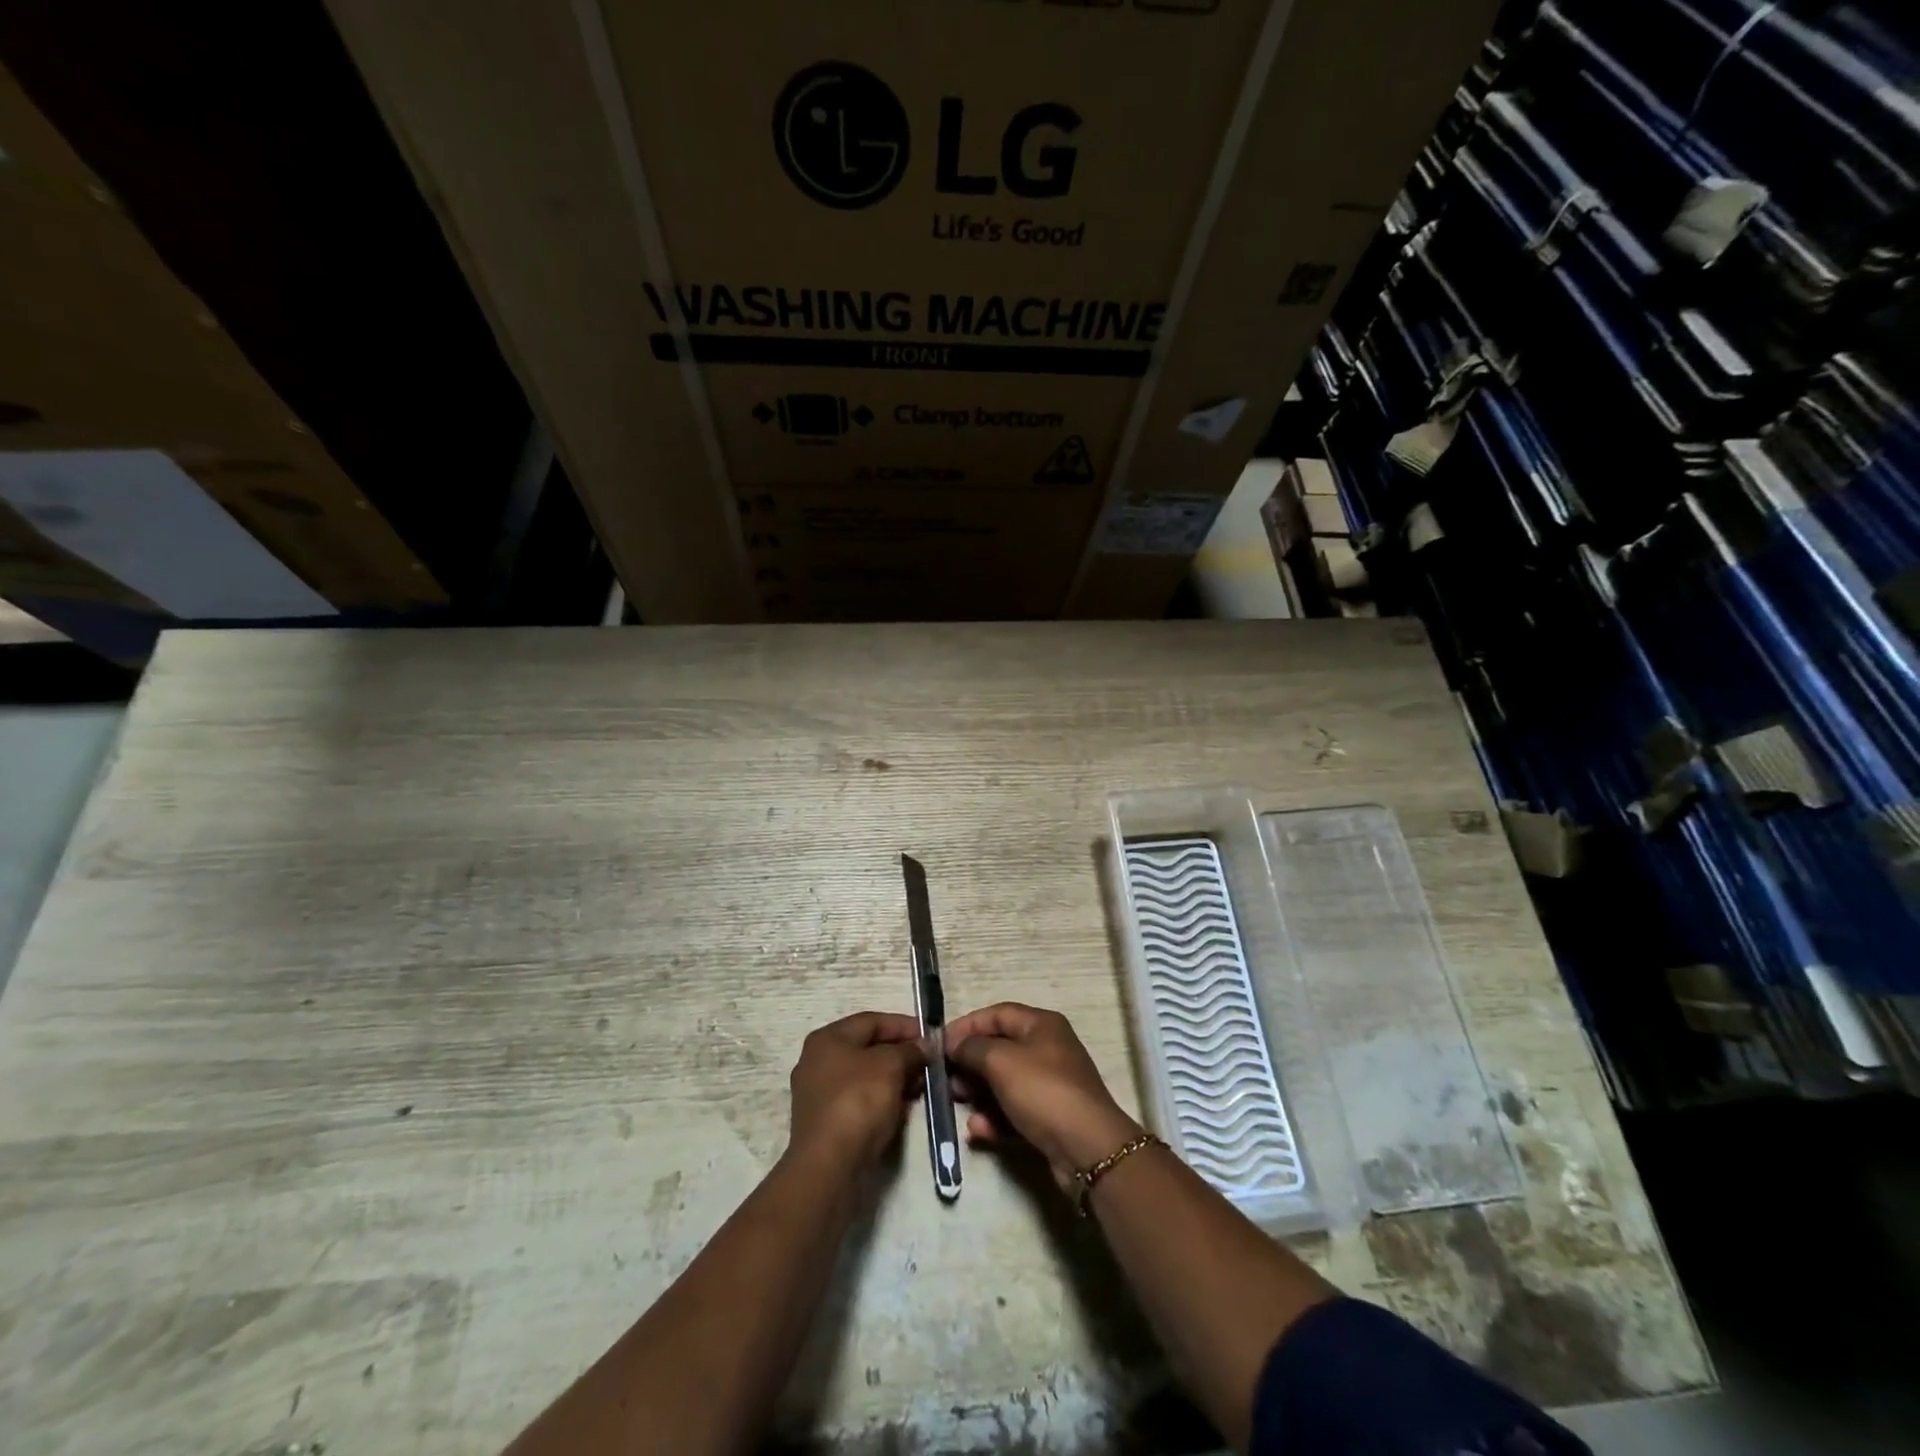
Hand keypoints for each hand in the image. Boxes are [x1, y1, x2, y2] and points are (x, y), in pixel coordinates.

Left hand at [787, 1011, 927, 1172]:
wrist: (829, 1166)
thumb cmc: (858, 1101)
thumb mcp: (891, 1066)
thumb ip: (910, 1050)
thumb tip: (923, 1046)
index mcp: (827, 1039)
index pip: (872, 1021)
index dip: (904, 1025)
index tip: (931, 1037)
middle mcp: (818, 1061)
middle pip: (868, 1049)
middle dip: (901, 1055)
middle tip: (928, 1065)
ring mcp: (819, 1094)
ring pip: (866, 1077)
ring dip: (895, 1080)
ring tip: (920, 1089)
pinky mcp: (826, 1123)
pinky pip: (860, 1101)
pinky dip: (882, 1101)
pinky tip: (902, 1111)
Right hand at [945, 1003, 1141, 1188]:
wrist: (1086, 1148)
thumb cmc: (1042, 1091)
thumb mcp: (1000, 1061)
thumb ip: (971, 1048)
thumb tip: (954, 1046)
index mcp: (1041, 1025)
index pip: (997, 1014)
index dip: (966, 1026)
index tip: (939, 1044)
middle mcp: (1047, 1049)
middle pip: (999, 1049)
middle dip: (969, 1063)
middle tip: (946, 1079)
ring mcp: (1049, 1085)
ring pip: (1003, 1083)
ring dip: (978, 1093)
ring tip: (958, 1103)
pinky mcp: (1049, 1118)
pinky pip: (1014, 1111)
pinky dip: (994, 1118)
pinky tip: (978, 1130)